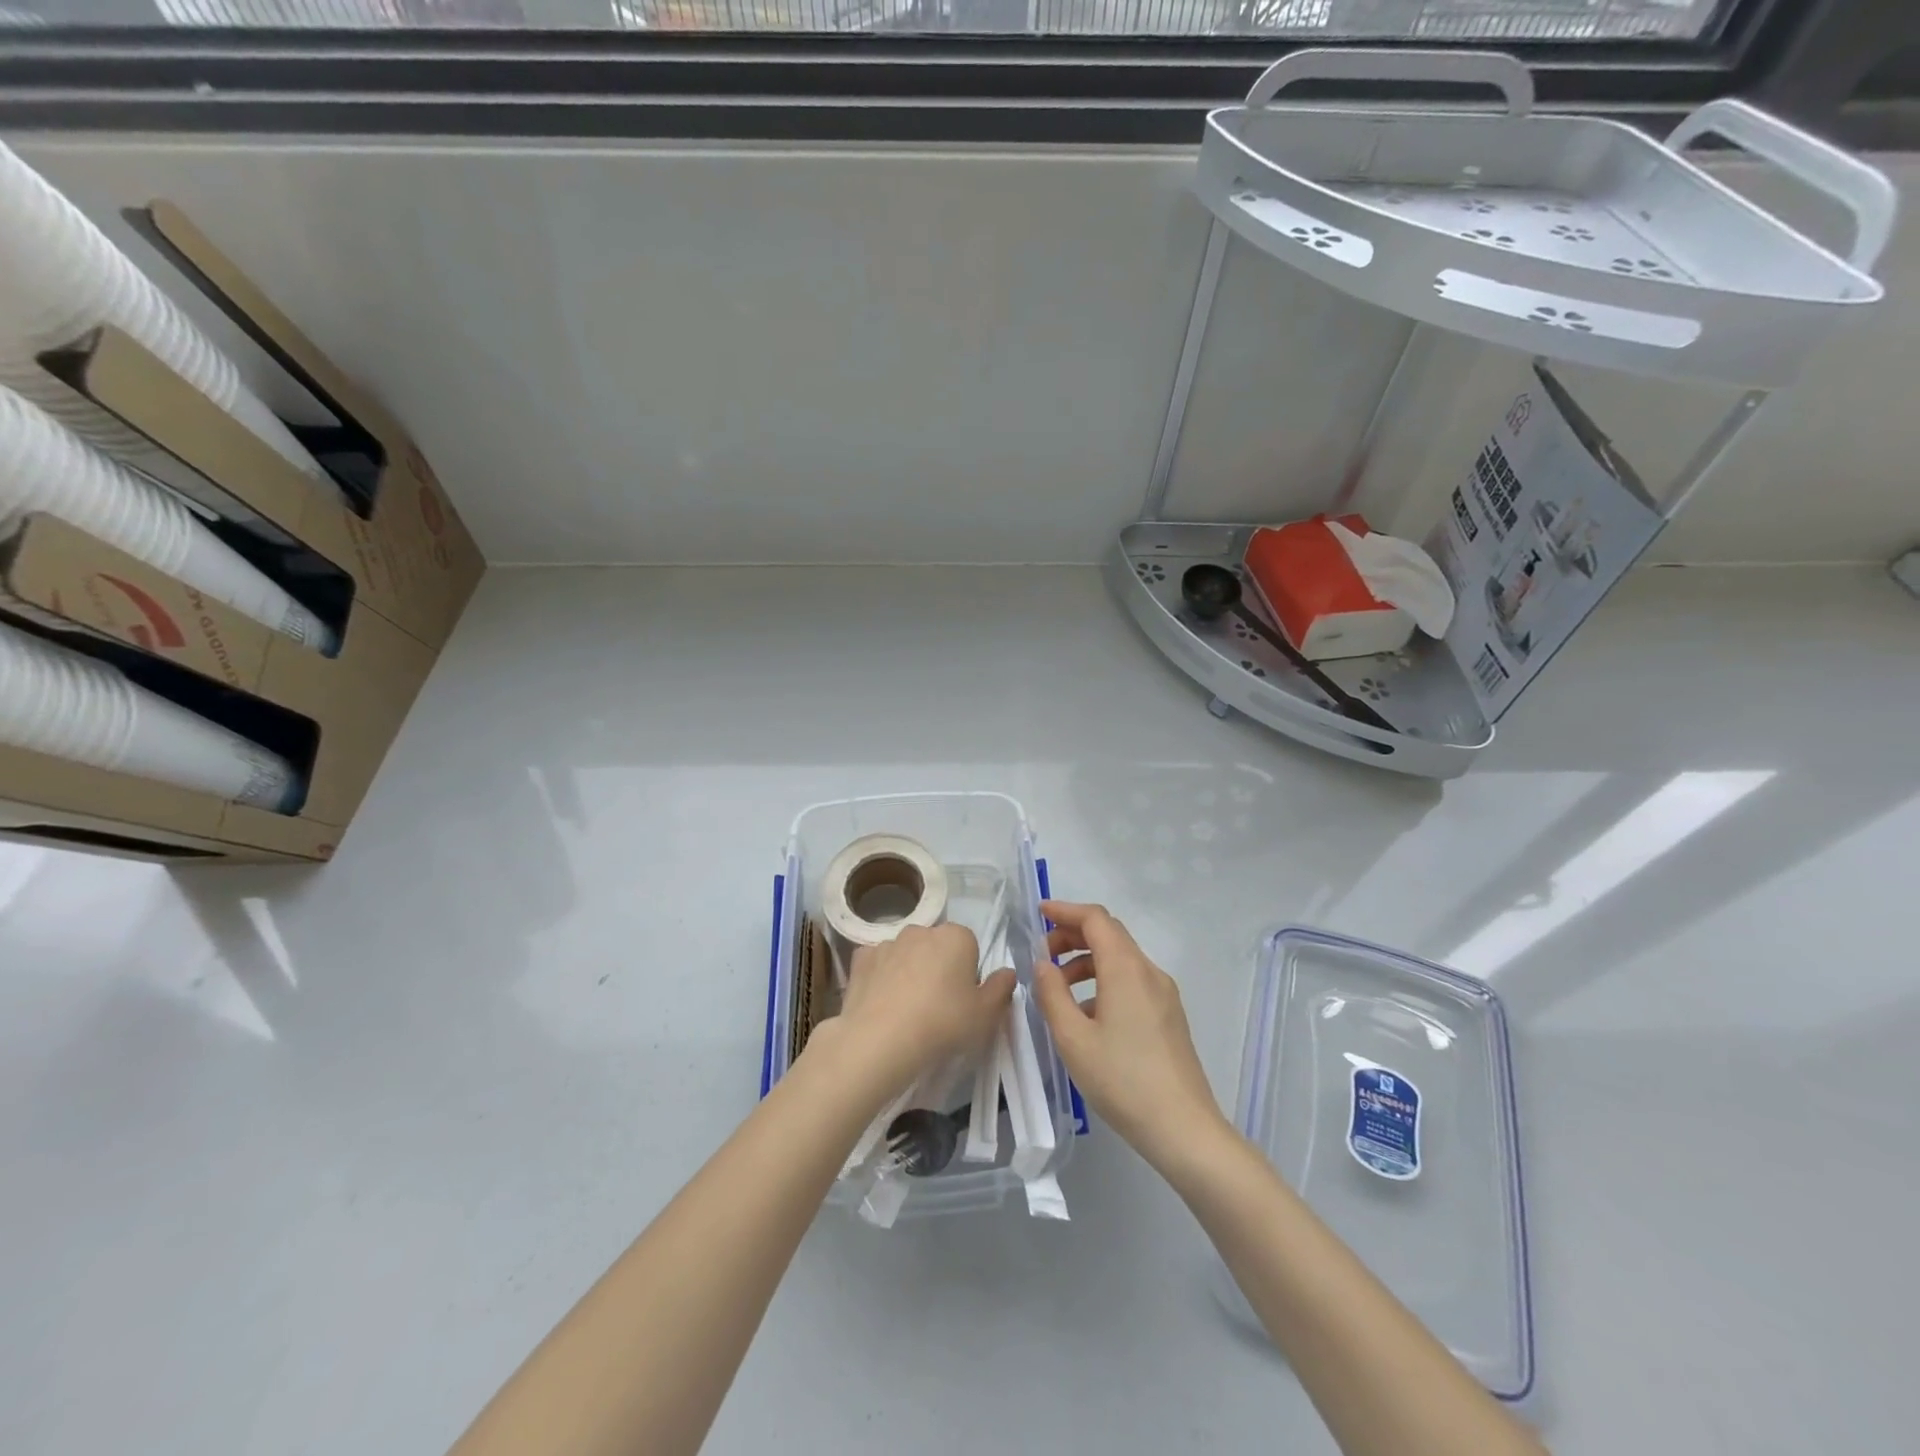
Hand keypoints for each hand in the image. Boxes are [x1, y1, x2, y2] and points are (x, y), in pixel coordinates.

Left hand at [816, 924, 1013, 1103]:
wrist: (880, 1039)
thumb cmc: (942, 1023)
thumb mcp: (986, 1014)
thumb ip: (1001, 989)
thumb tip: (1007, 972)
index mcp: (956, 936)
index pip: (970, 947)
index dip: (968, 974)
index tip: (963, 1001)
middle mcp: (922, 930)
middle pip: (937, 947)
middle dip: (938, 968)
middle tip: (938, 1006)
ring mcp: (888, 942)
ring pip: (907, 954)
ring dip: (909, 971)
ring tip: (907, 1010)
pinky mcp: (861, 958)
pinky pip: (878, 964)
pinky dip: (881, 977)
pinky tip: (882, 1003)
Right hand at [1032, 901, 1228, 1167]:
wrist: (1184, 1129)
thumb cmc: (1122, 1081)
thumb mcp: (1073, 1039)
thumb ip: (1052, 994)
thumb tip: (1043, 964)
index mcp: (1126, 969)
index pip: (1095, 919)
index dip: (1065, 910)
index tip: (1038, 913)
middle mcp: (1149, 972)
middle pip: (1110, 934)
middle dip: (1073, 934)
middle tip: (1042, 953)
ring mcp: (1164, 994)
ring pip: (1121, 959)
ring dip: (1087, 960)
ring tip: (1059, 986)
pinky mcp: (1169, 1015)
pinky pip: (1132, 981)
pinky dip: (1104, 981)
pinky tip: (1087, 1014)